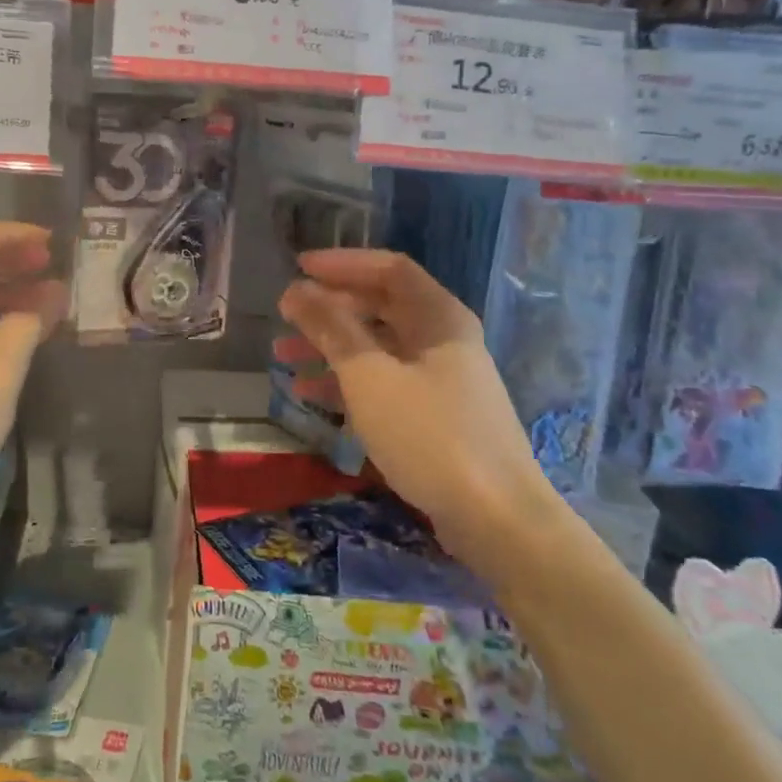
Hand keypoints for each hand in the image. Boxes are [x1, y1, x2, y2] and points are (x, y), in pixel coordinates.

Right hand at [278, 249, 556, 561]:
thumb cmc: (429, 435)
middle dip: (330, 308)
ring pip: (378, 348)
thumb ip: (331, 328)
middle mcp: (443, 339)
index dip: (342, 264)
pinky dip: (348, 383)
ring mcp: (442, 380)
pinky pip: (385, 383)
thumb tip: (297, 290)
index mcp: (438, 317)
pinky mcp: (436, 416)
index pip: (389, 268)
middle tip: (286, 317)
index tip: (297, 269)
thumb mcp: (369, 376)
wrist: (496, 518)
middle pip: (381, 307)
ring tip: (284, 357)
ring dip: (332, 347)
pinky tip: (311, 397)